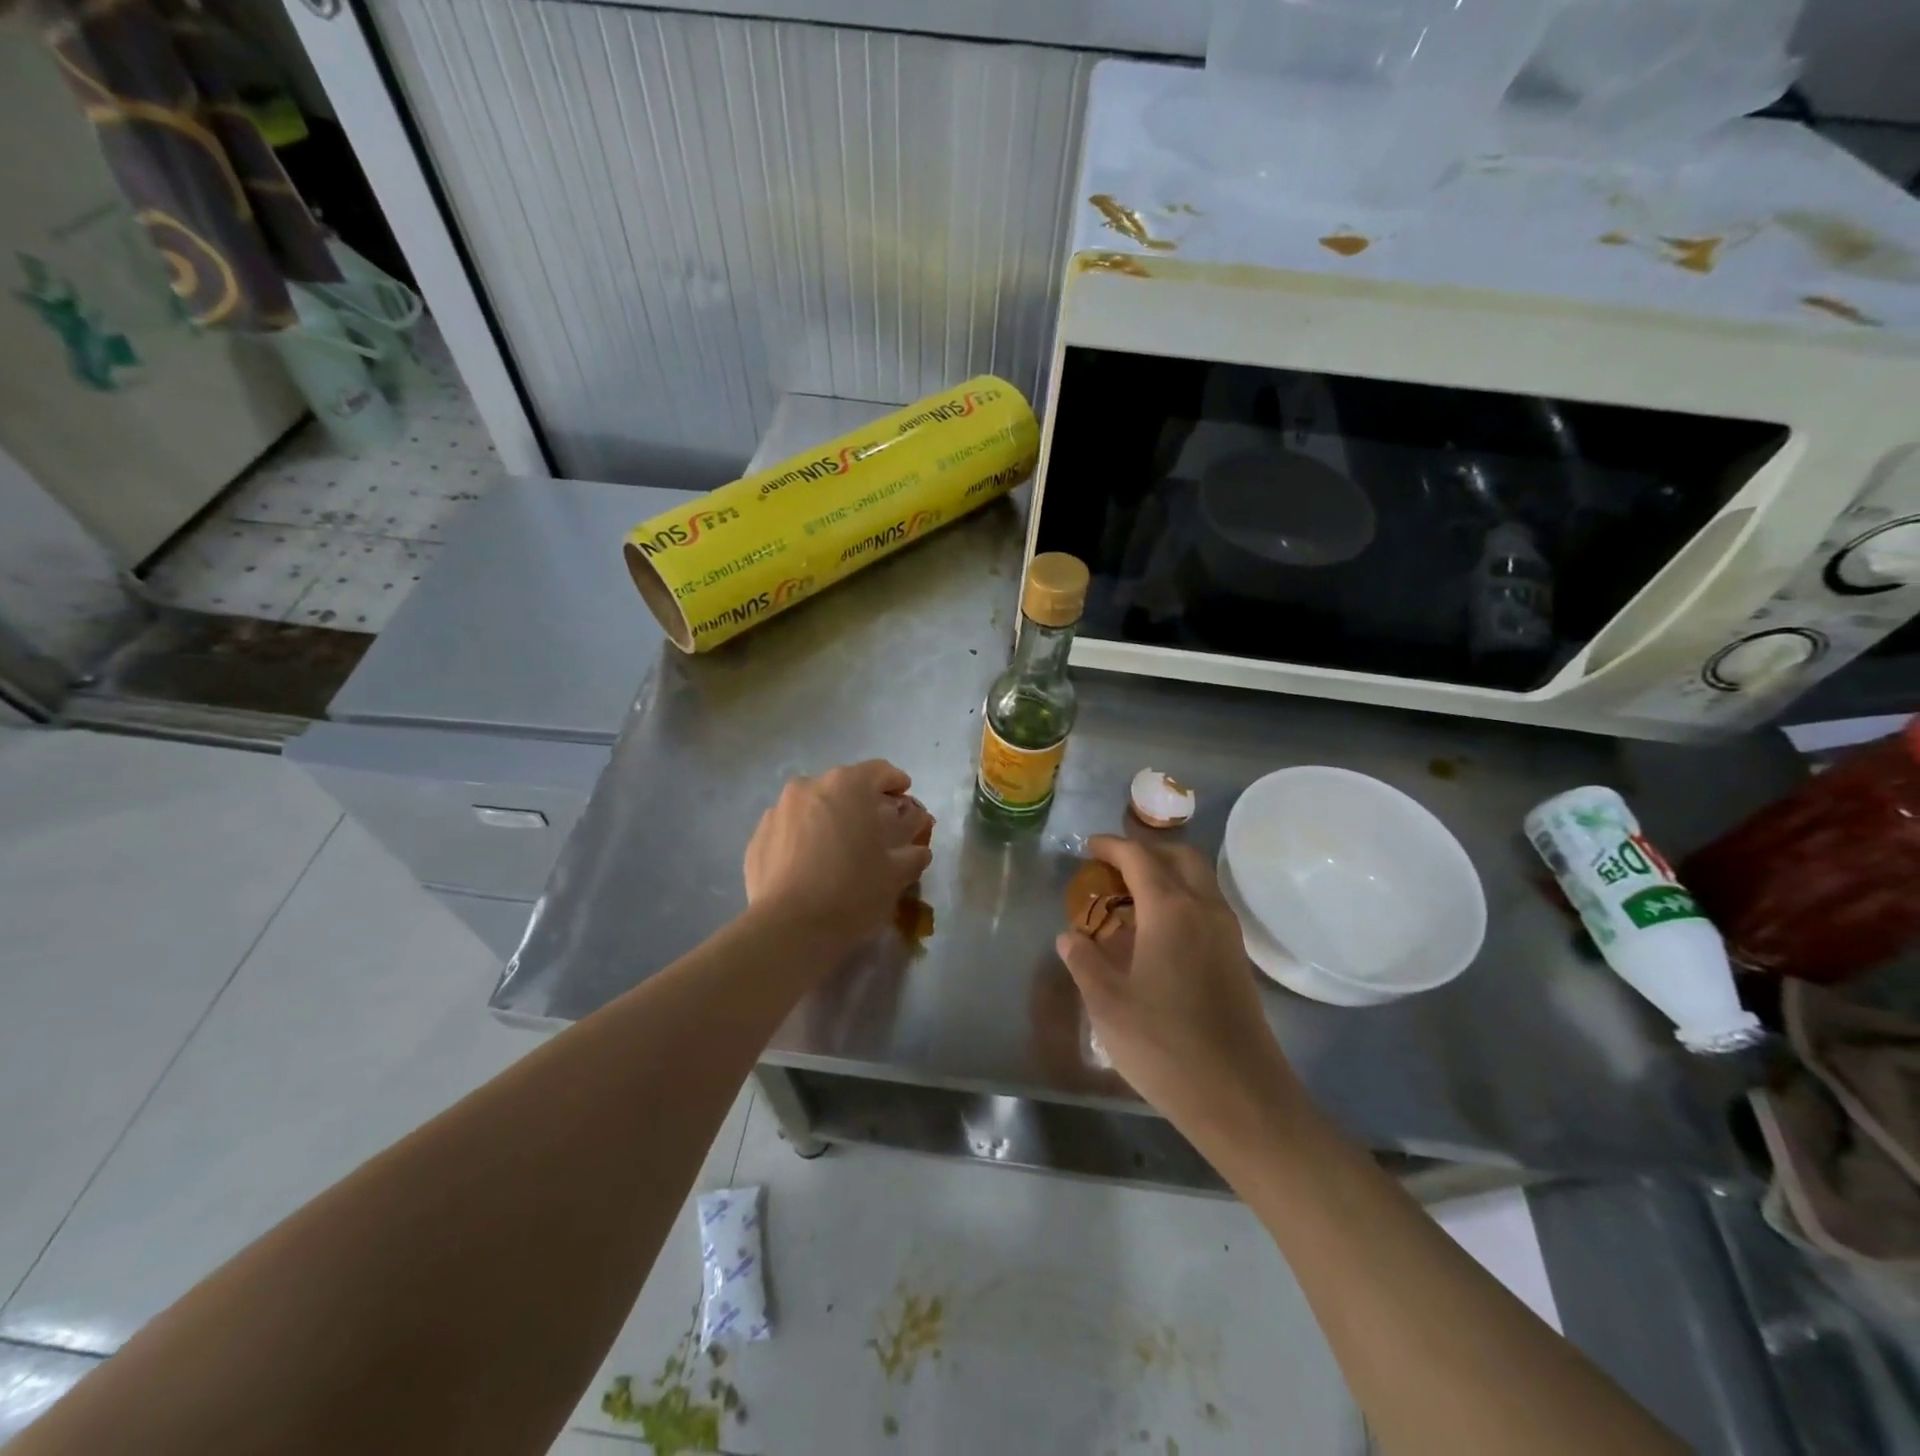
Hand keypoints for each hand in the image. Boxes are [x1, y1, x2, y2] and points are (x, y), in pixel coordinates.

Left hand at [745, 760, 933, 943]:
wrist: (790, 928)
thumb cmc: (853, 891)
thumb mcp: (897, 873)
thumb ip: (913, 851)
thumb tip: (918, 847)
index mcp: (847, 785)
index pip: (879, 771)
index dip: (896, 783)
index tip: (905, 797)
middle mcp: (809, 786)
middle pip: (843, 786)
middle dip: (861, 803)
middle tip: (875, 828)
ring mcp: (778, 810)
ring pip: (813, 806)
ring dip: (830, 819)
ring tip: (840, 849)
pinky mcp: (757, 838)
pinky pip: (790, 829)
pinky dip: (804, 839)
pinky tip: (812, 866)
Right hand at [1055, 836, 1299, 1141]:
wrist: (1240, 1097)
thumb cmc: (1165, 1046)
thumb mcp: (1108, 1006)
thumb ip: (1085, 962)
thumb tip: (1069, 937)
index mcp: (1170, 910)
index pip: (1139, 858)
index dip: (1112, 846)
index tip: (1089, 848)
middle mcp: (1204, 909)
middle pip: (1179, 856)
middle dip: (1146, 850)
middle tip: (1113, 866)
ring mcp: (1227, 933)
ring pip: (1199, 879)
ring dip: (1167, 872)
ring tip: (1132, 895)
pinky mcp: (1238, 958)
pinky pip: (1208, 905)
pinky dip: (1182, 897)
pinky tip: (1159, 930)